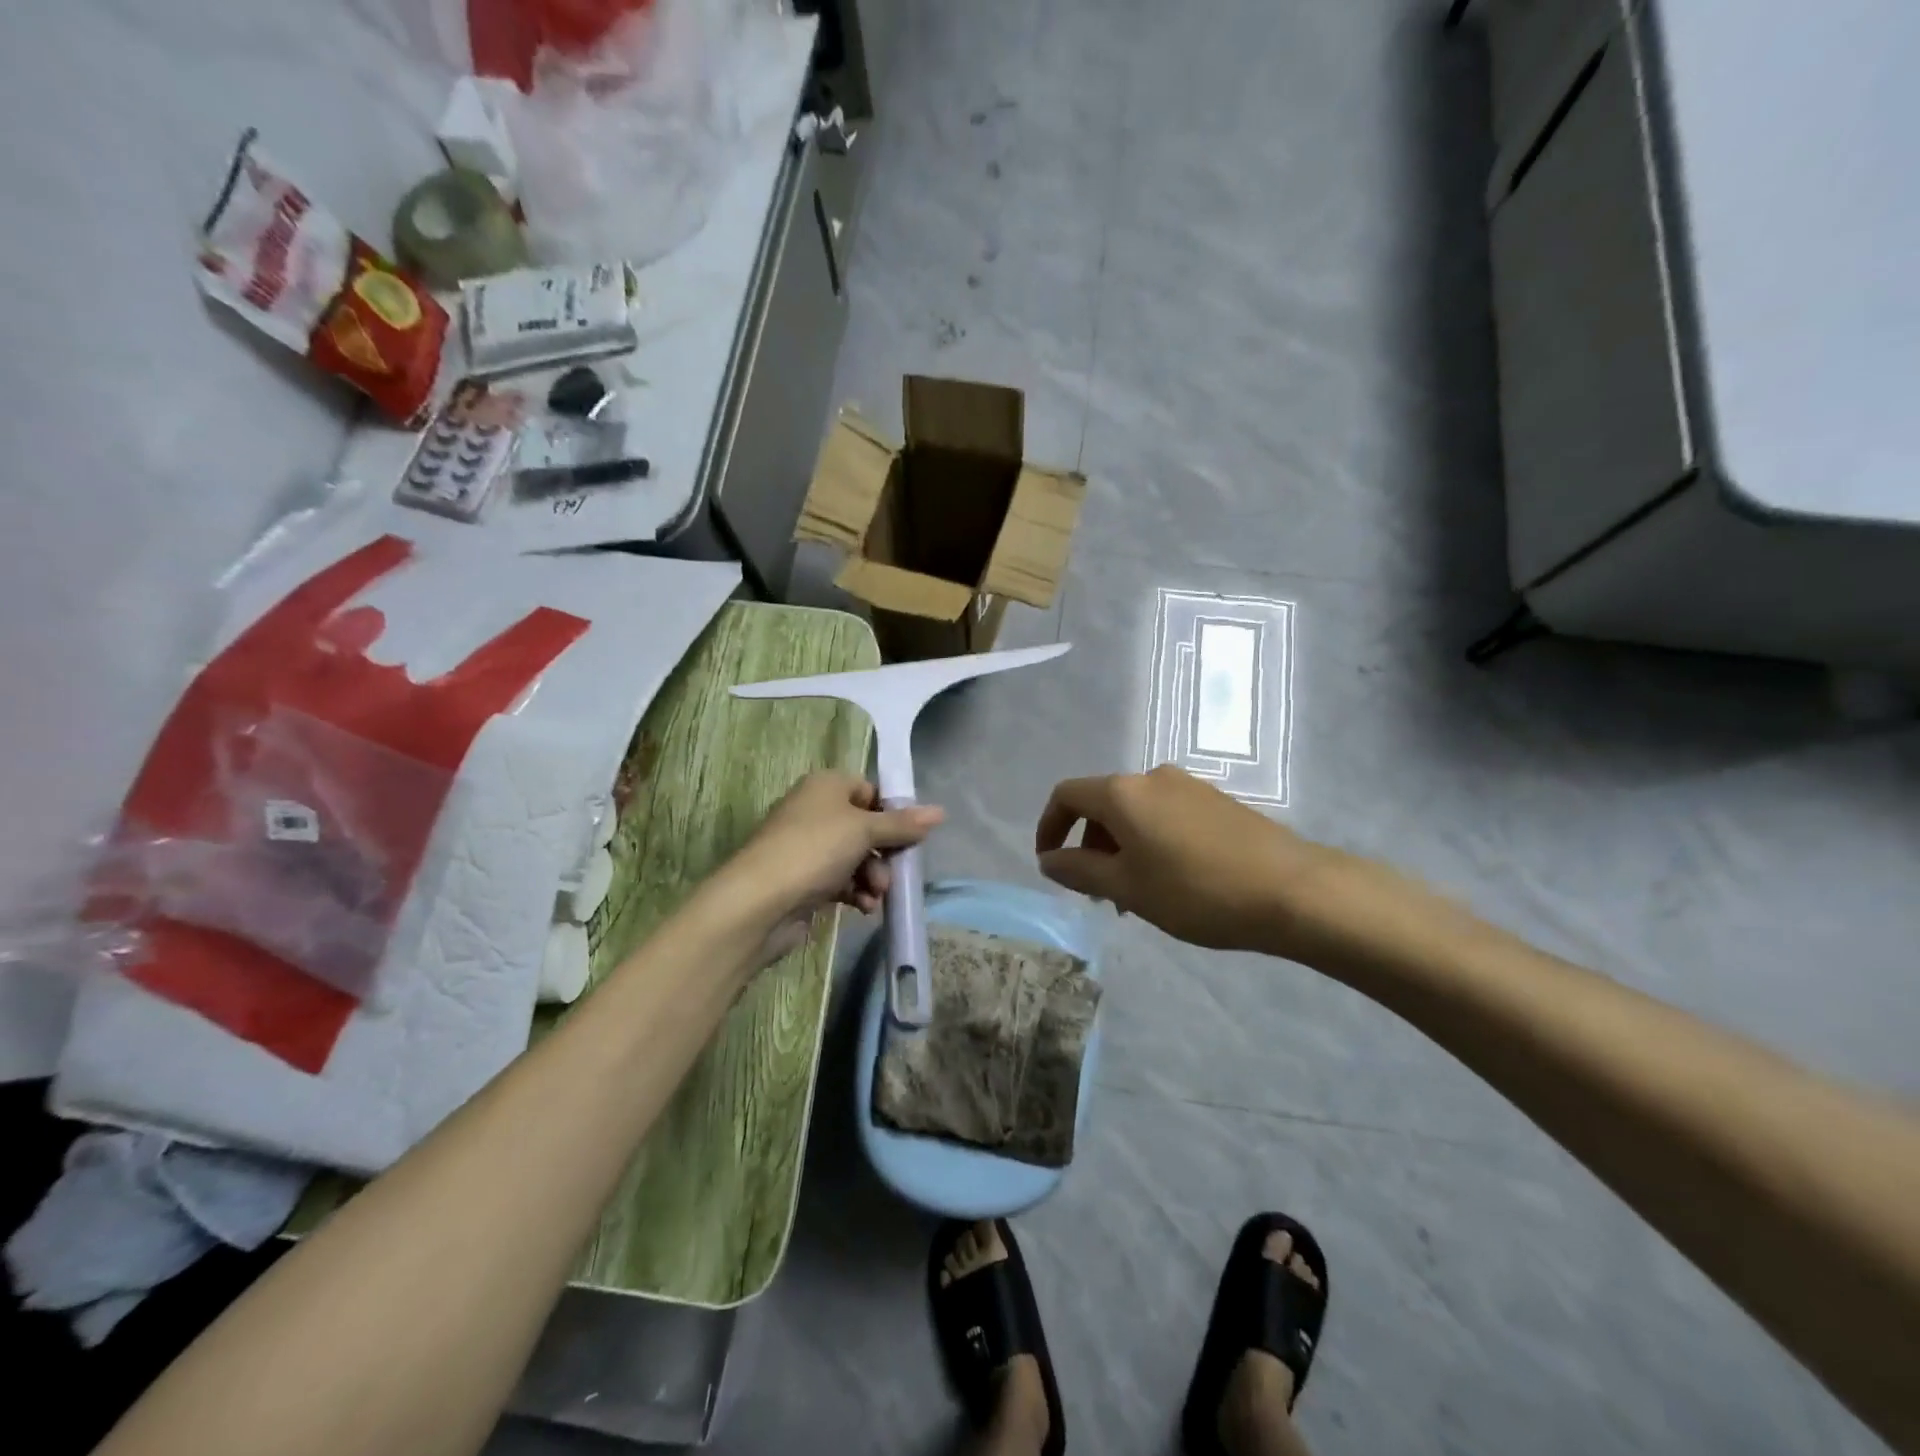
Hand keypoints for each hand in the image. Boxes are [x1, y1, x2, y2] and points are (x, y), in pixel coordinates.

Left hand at [722, 773, 943, 963]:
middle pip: (866, 827)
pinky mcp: (805, 880)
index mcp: (826, 786)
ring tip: (875, 895)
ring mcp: (808, 847)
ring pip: (856, 857)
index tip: (910, 835)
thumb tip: (940, 812)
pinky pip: (841, 880)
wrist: (759, 902)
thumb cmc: (814, 850)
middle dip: (884, 852)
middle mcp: (816, 811)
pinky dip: (856, 892)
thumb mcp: (864, 830)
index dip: (892, 813)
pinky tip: (863, 908)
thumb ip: (902, 824)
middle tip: (894, 872)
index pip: (870, 791)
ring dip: (873, 876)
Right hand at [1034, 764, 1333, 953]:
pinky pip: (1165, 816)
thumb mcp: (1127, 888)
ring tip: (1134, 895)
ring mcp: (1188, 786)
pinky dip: (1151, 842)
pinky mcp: (1216, 801)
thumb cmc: (1196, 890)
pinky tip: (1170, 881)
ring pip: (1136, 813)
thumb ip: (1079, 870)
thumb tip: (1048, 859)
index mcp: (1123, 792)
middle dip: (1089, 845)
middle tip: (1097, 892)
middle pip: (1102, 803)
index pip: (1066, 795)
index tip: (1050, 864)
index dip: (1049, 827)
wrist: (1293, 890)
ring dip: (1121, 848)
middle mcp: (1152, 777)